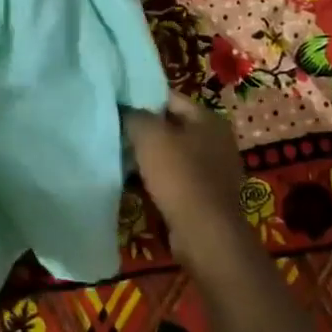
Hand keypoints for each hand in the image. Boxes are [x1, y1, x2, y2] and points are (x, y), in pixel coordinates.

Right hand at [124, 93, 255, 275]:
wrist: (205, 234)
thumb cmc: (180, 176)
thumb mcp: (150, 136)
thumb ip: (135, 115)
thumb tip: (125, 109)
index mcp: (209, 118)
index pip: (169, 98)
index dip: (141, 98)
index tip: (116, 105)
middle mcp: (217, 140)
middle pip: (172, 126)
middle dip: (145, 130)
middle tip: (115, 131)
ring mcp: (216, 170)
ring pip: (173, 154)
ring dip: (150, 157)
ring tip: (121, 157)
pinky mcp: (208, 196)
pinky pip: (177, 178)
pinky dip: (159, 179)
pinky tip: (137, 183)